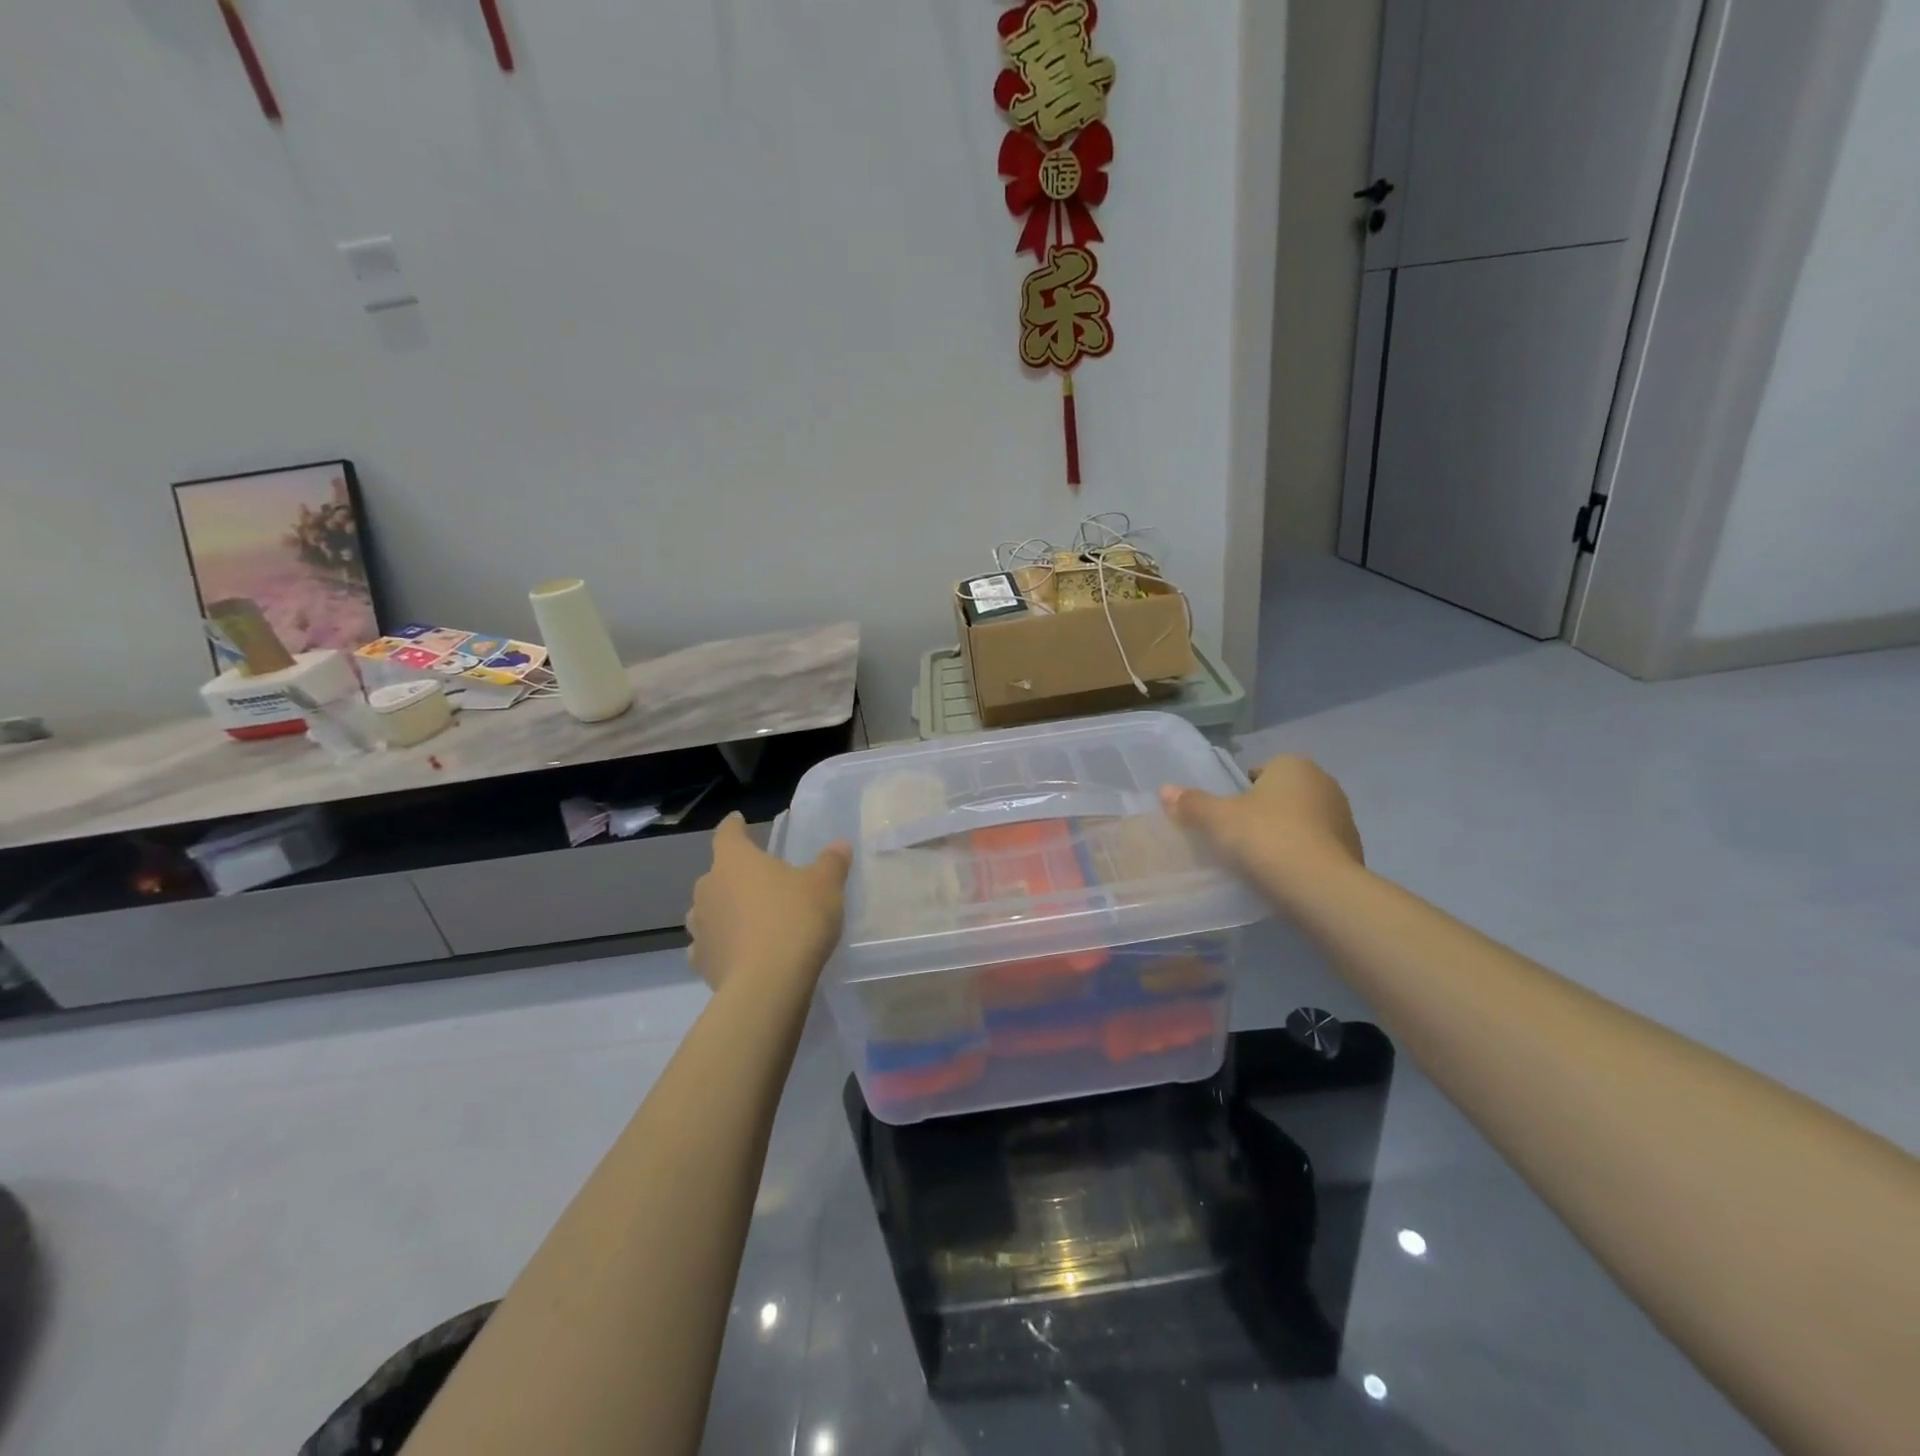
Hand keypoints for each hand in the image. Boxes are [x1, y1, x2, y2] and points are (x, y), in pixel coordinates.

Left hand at [686, 813, 851, 993]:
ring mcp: (700, 926)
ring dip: (724, 910)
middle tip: (760, 881)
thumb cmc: (796, 920)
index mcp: (734, 861)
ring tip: (747, 918)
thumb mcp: (825, 886)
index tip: (738, 821)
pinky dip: (721, 944)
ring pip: (708, 910)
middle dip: (735, 875)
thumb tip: (839, 845)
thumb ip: (831, 862)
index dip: (734, 826)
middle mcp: (708, 888)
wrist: (768, 984)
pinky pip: (709, 945)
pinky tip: (737, 952)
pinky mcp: (701, 962)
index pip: (728, 834)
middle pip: (718, 873)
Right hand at [1159, 754, 1362, 883]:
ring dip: (1285, 834)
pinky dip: (1302, 857)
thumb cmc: (1265, 837)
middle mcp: (1324, 783)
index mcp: (1294, 765)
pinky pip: (1318, 848)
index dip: (1242, 790)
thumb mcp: (1218, 819)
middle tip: (1239, 836)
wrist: (1319, 887)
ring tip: (1260, 860)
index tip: (1228, 814)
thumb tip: (1164, 790)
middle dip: (1265, 811)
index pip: (1262, 769)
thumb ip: (1192, 803)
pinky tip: (1283, 876)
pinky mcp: (1353, 851)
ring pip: (1303, 821)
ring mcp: (1344, 818)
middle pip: (1283, 794)